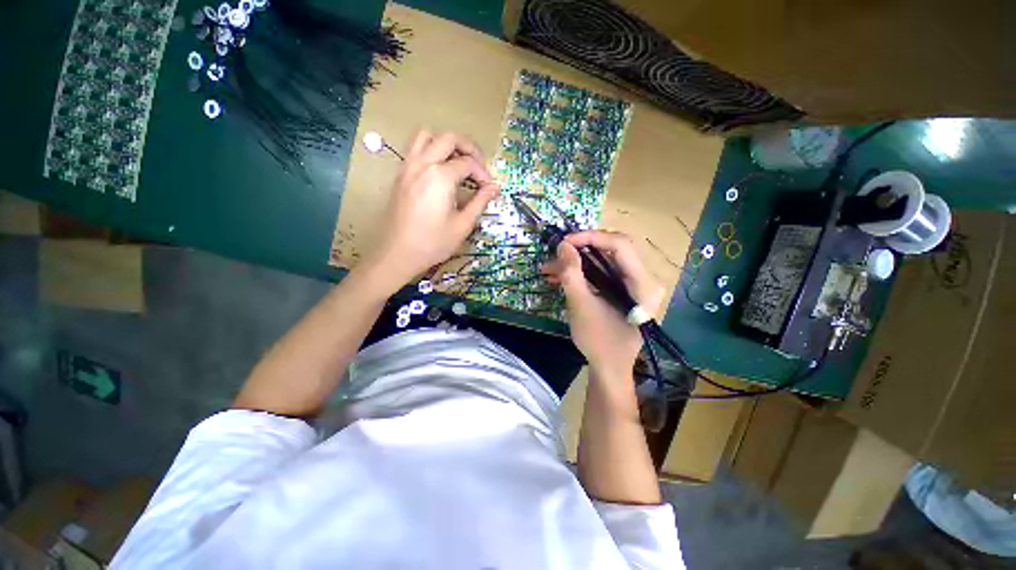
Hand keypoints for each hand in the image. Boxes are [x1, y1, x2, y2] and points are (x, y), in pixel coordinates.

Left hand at [360, 130, 499, 289]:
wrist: (398, 253)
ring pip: (427, 136)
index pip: (468, 163)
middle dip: (469, 147)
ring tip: (458, 161)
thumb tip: (495, 188)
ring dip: (446, 143)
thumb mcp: (463, 225)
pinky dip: (430, 149)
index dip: (483, 174)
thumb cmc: (433, 242)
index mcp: (441, 176)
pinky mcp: (400, 174)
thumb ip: (480, 202)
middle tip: (478, 166)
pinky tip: (439, 171)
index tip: (489, 188)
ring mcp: (408, 166)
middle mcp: (423, 163)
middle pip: (449, 138)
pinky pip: (415, 148)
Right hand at [542, 231, 664, 377]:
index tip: (564, 242)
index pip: (621, 245)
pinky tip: (559, 277)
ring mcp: (634, 284)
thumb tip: (563, 246)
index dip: (591, 237)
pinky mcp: (623, 290)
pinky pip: (602, 273)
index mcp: (643, 284)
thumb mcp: (581, 306)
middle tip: (557, 253)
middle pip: (612, 249)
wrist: (609, 368)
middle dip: (581, 249)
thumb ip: (571, 274)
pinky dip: (581, 273)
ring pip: (604, 261)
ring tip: (549, 268)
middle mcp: (644, 279)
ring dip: (576, 262)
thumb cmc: (599, 341)